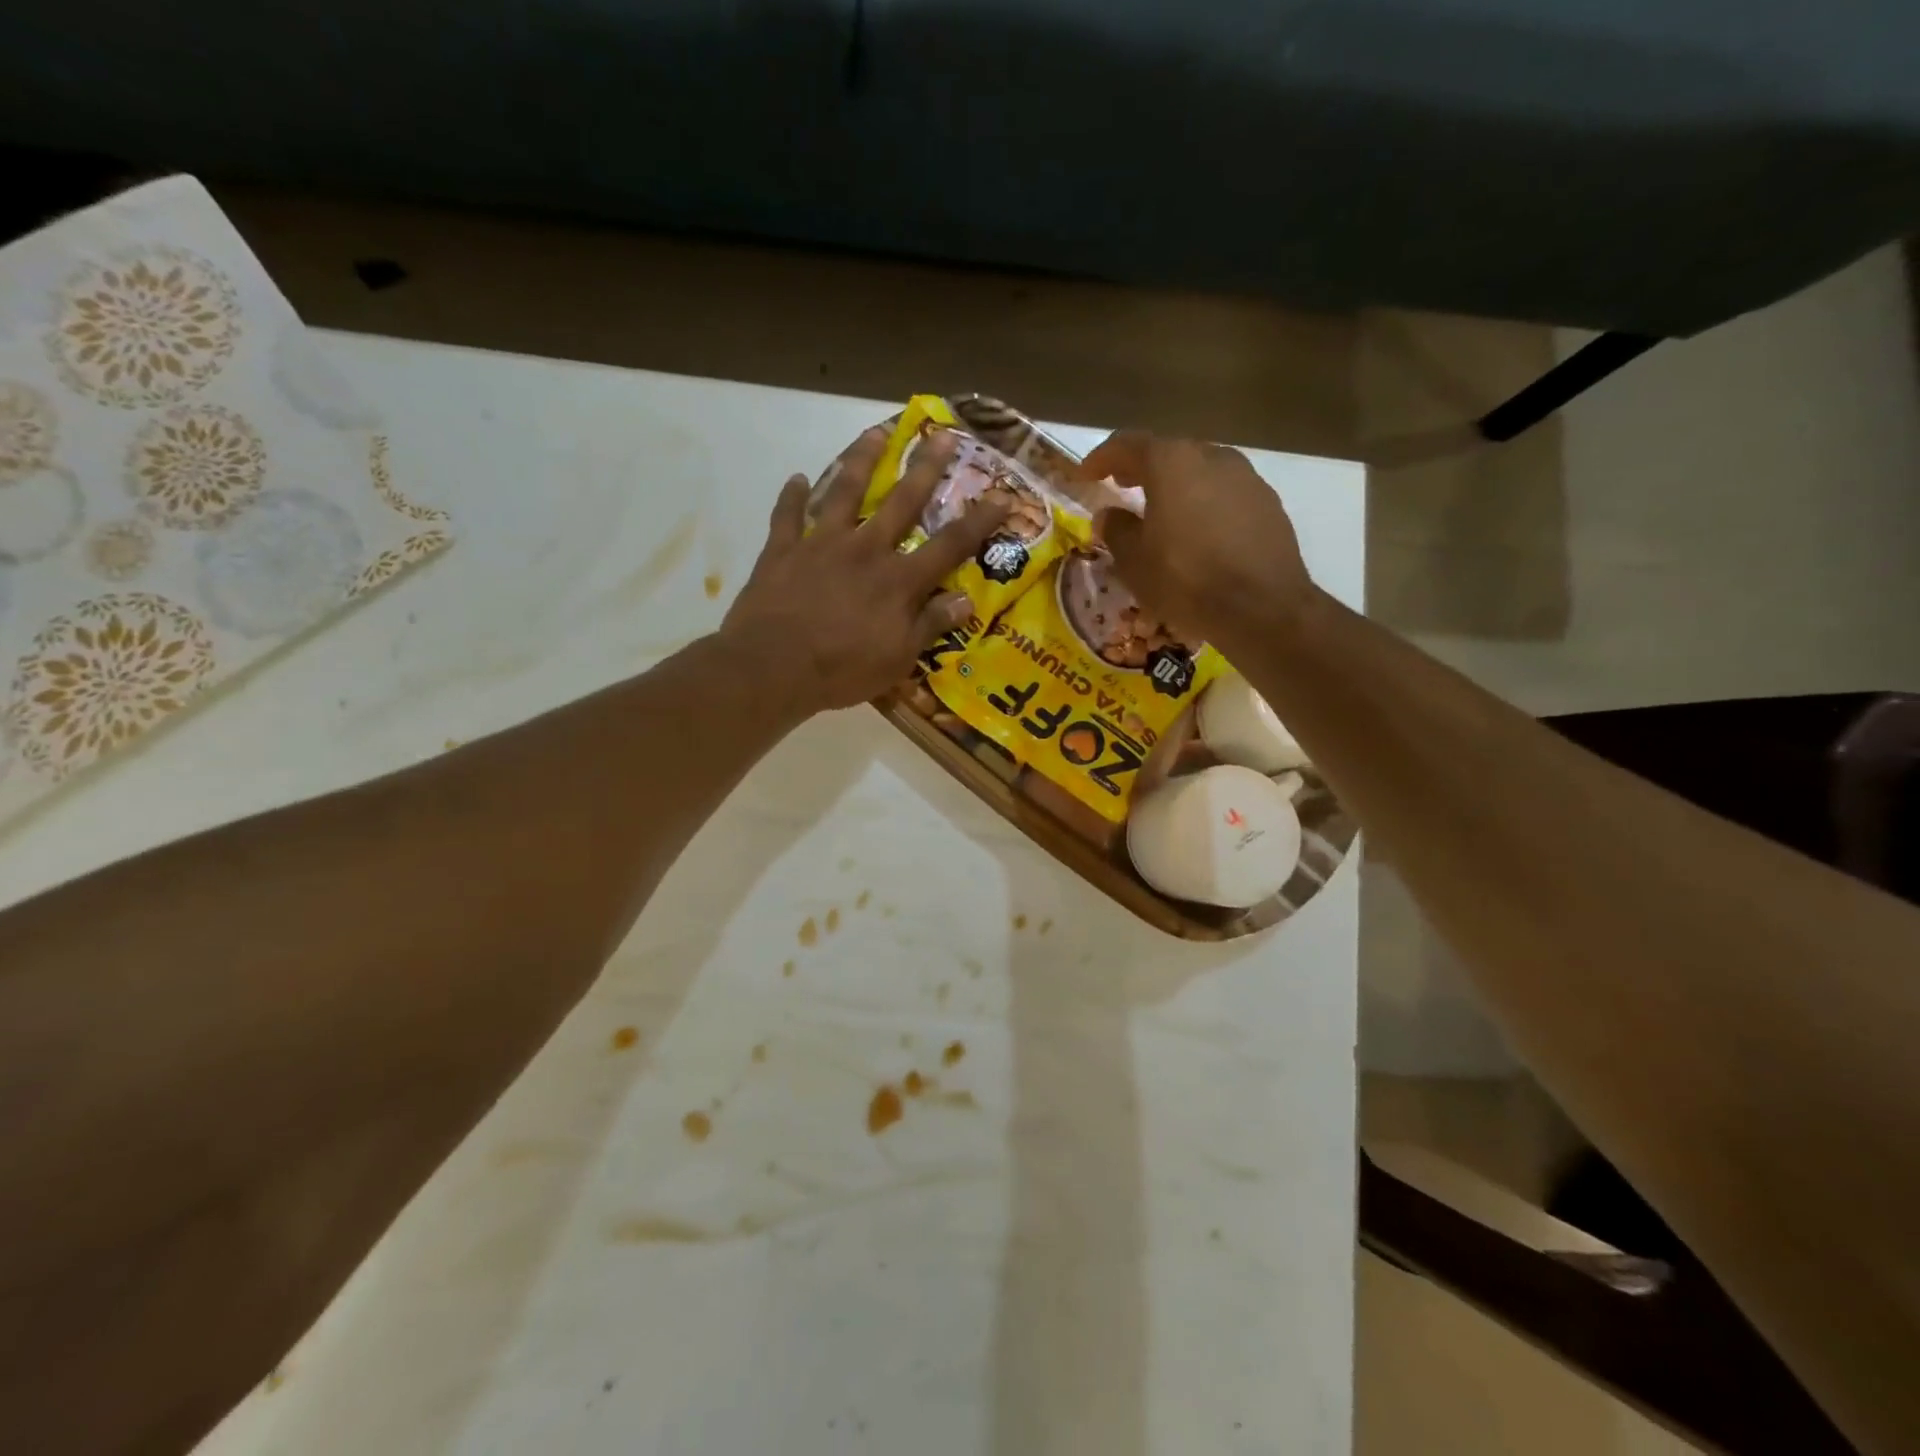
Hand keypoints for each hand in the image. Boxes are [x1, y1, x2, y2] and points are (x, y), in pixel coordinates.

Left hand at [719, 425, 1008, 719]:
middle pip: (901, 502)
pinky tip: (797, 479)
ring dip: (861, 460)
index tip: (1003, 496)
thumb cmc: (843, 668)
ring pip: (845, 492)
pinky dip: (792, 497)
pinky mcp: (782, 550)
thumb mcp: (899, 657)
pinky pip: (787, 516)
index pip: (949, 545)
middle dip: (925, 468)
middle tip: (941, 434)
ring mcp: (821, 544)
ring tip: (875, 432)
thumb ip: (931, 624)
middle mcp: (865, 550)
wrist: (774, 666)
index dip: (979, 521)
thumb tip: (967, 599)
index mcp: (898, 579)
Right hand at [1077, 432, 1314, 651]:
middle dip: (1142, 468)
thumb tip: (1109, 515)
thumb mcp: (1134, 562)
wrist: (1261, 608)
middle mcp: (1212, 457)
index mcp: (1172, 463)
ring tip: (1161, 512)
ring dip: (1177, 486)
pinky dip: (1205, 504)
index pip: (1128, 445)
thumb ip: (1117, 530)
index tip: (1086, 475)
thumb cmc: (1185, 580)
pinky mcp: (1269, 504)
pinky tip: (1198, 532)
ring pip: (1201, 472)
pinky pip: (1226, 494)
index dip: (1102, 458)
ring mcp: (1247, 478)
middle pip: (1169, 453)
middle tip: (1122, 487)